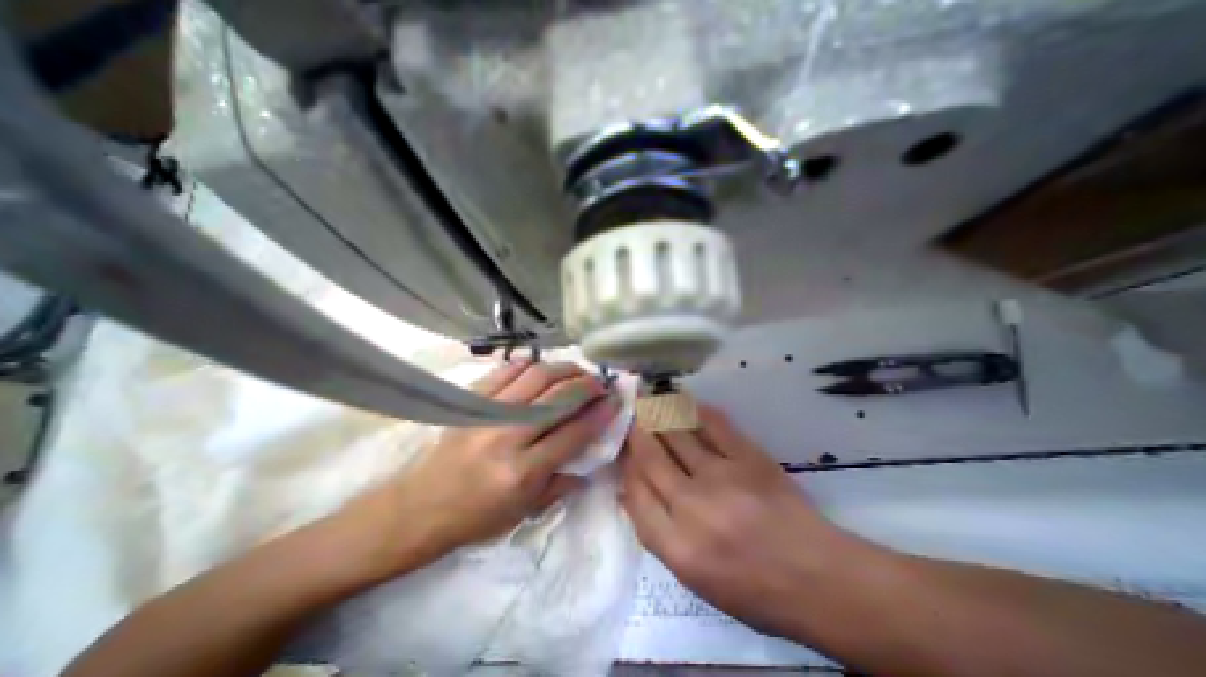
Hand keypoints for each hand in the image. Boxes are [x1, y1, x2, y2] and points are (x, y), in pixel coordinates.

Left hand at [338, 363, 621, 578]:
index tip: (614, 401)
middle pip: (557, 398)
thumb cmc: (475, 518)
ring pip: (535, 377)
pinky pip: (505, 371)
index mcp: (522, 472)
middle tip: (600, 382)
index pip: (573, 433)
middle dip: (586, 385)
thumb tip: (591, 457)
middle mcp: (507, 437)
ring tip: (577, 370)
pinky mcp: (470, 402)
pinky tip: (542, 366)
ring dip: (563, 368)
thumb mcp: (524, 512)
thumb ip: (562, 483)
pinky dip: (529, 364)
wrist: (417, 509)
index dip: (599, 414)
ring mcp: (486, 414)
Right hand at [622, 404, 855, 637]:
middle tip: (628, 412)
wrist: (817, 578)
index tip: (623, 448)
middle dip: (635, 430)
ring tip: (647, 399)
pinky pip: (713, 424)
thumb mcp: (692, 576)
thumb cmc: (752, 588)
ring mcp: (722, 477)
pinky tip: (684, 402)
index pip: (635, 491)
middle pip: (650, 457)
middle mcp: (693, 507)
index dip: (625, 464)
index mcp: (677, 546)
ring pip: (676, 434)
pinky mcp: (748, 458)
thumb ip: (655, 531)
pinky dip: (694, 410)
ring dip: (657, 413)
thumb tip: (629, 489)